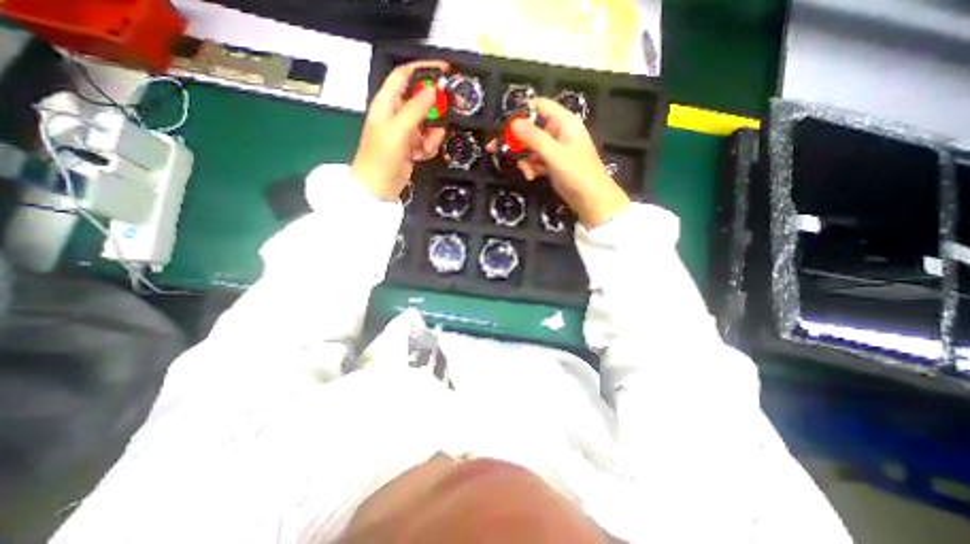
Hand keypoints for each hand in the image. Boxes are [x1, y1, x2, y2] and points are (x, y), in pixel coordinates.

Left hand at [353, 62, 449, 199]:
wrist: (378, 188)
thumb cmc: (382, 157)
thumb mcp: (398, 130)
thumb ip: (416, 109)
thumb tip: (434, 89)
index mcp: (387, 103)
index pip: (404, 76)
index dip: (422, 69)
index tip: (444, 71)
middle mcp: (396, 114)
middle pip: (422, 101)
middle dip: (435, 109)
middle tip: (450, 112)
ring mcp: (405, 132)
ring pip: (429, 123)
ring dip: (432, 135)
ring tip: (425, 147)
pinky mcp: (412, 147)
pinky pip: (428, 140)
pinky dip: (429, 147)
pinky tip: (421, 156)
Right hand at [494, 98, 628, 227]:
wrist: (592, 201)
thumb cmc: (577, 174)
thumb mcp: (554, 155)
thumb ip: (534, 138)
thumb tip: (513, 124)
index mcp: (564, 123)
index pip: (540, 106)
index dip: (521, 111)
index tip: (502, 122)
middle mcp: (559, 133)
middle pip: (532, 129)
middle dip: (515, 140)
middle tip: (494, 148)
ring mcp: (556, 150)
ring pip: (532, 148)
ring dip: (524, 159)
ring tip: (526, 172)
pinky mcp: (553, 165)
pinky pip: (536, 161)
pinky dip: (531, 168)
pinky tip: (531, 177)